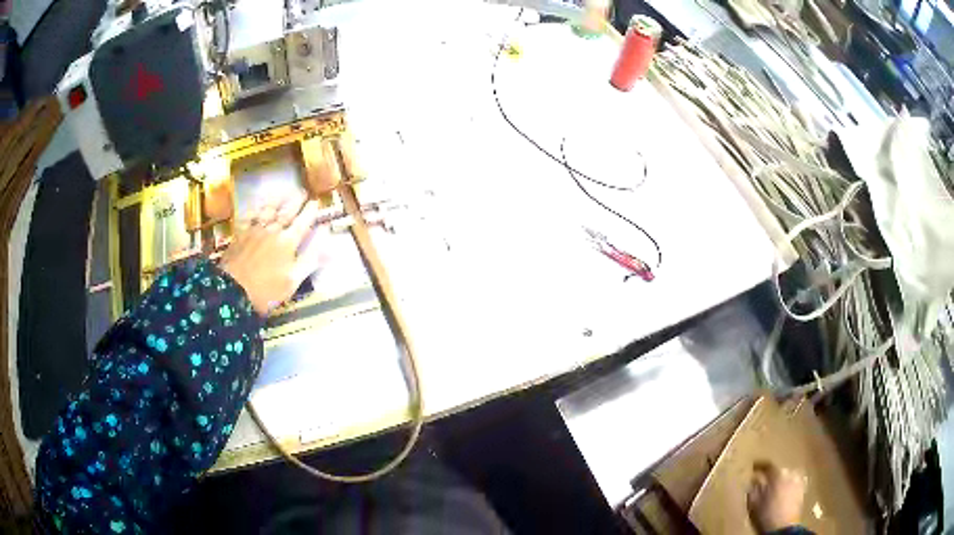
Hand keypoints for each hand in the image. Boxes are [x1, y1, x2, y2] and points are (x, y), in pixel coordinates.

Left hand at [221, 199, 321, 314]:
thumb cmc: (266, 290)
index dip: (310, 211)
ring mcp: (254, 230)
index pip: (303, 222)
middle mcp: (272, 230)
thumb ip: (311, 257)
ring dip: (277, 200)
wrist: (231, 292)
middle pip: (286, 212)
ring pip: (268, 210)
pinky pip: (249, 216)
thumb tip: (325, 236)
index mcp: (288, 242)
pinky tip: (256, 207)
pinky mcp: (239, 234)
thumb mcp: (293, 280)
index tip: (316, 202)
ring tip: (283, 193)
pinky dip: (255, 209)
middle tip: (302, 192)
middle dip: (296, 201)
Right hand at [748, 462, 806, 532]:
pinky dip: (788, 486)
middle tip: (763, 482)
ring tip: (774, 489)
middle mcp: (790, 474)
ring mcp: (798, 482)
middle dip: (771, 476)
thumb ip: (753, 489)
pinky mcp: (802, 491)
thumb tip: (754, 480)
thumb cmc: (766, 516)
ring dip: (780, 481)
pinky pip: (794, 484)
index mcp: (777, 475)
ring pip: (787, 477)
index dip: (760, 465)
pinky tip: (783, 493)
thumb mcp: (753, 504)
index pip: (768, 465)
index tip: (753, 467)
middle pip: (779, 471)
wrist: (783, 529)